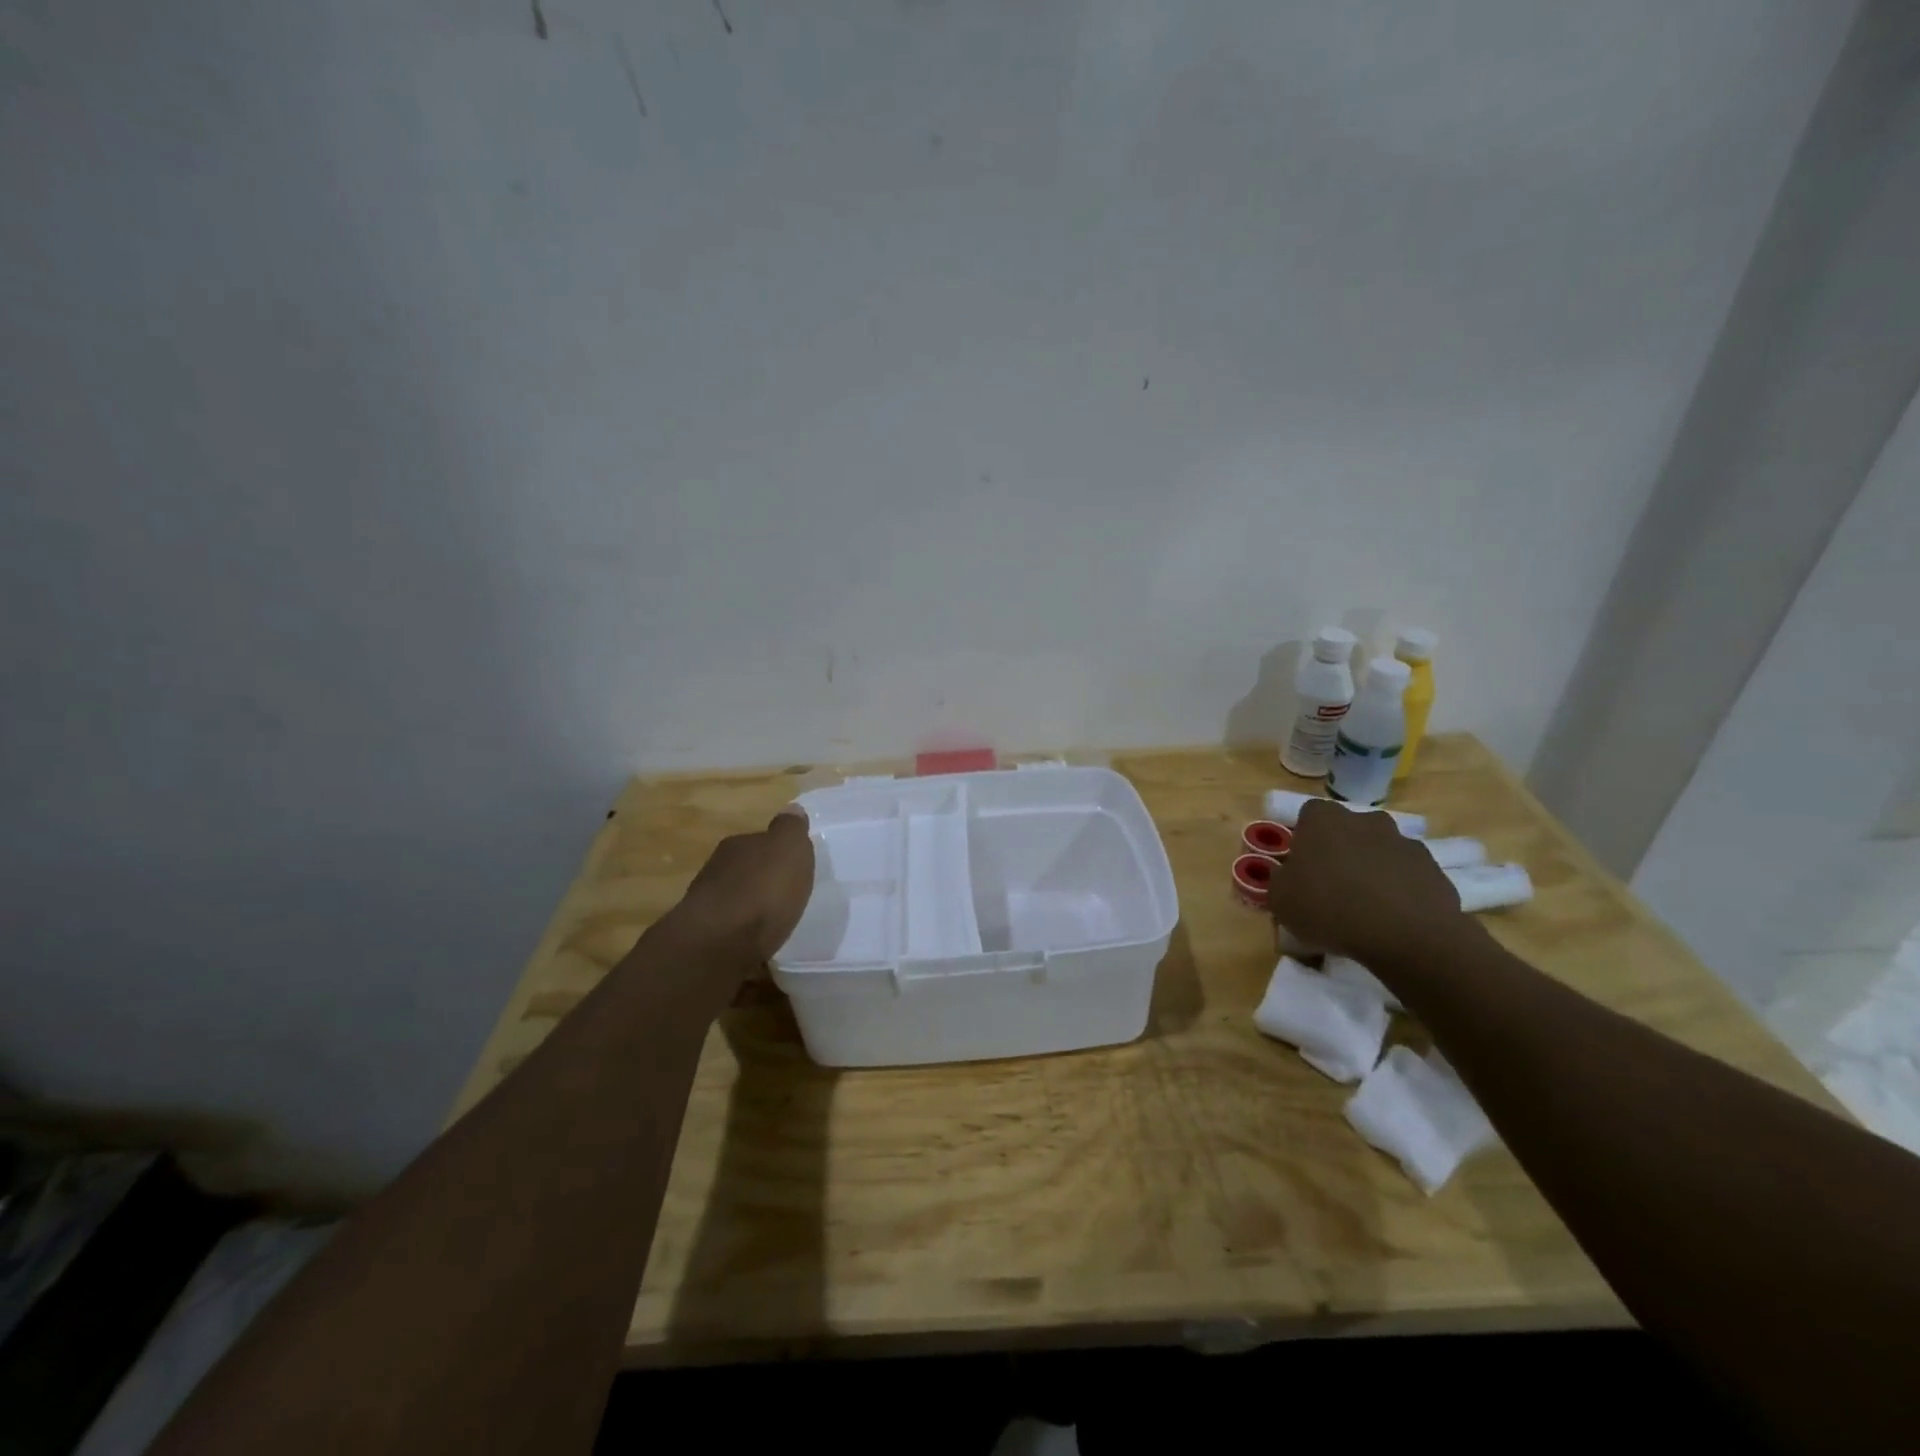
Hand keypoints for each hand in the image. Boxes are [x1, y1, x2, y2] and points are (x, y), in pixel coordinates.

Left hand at [667, 809, 815, 962]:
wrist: (718, 943)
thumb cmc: (762, 891)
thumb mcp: (789, 850)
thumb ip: (790, 830)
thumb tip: (791, 809)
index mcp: (738, 845)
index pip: (759, 840)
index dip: (776, 851)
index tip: (791, 866)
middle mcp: (717, 869)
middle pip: (744, 869)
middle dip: (761, 879)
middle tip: (783, 893)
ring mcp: (706, 904)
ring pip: (734, 898)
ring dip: (749, 906)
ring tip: (771, 920)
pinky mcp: (704, 938)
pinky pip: (730, 928)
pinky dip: (741, 932)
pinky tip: (754, 942)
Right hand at [1267, 800, 1464, 966]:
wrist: (1407, 936)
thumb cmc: (1329, 909)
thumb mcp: (1280, 900)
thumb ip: (1279, 880)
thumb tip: (1287, 876)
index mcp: (1324, 820)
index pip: (1309, 814)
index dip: (1304, 838)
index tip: (1302, 866)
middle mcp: (1366, 820)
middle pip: (1348, 830)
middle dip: (1341, 851)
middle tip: (1332, 885)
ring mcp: (1404, 842)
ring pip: (1380, 851)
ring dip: (1372, 869)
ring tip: (1365, 907)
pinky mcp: (1434, 869)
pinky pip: (1407, 875)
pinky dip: (1400, 890)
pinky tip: (1392, 919)